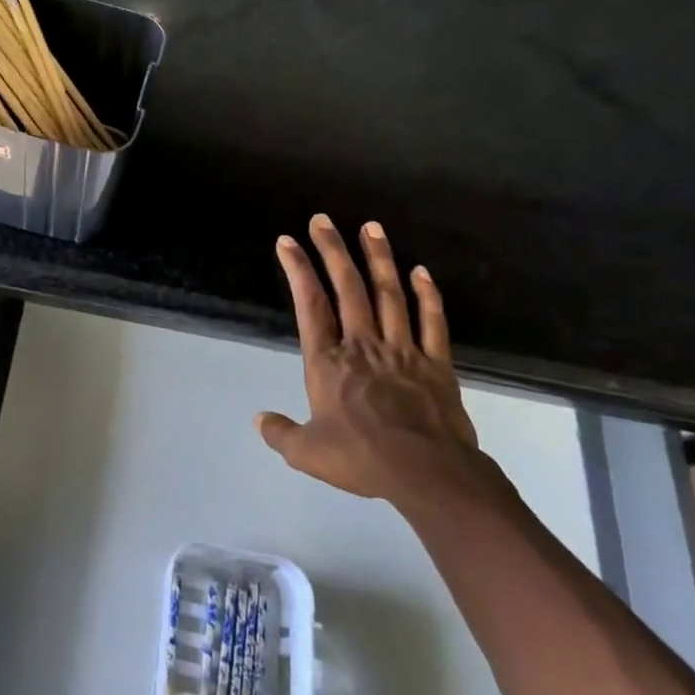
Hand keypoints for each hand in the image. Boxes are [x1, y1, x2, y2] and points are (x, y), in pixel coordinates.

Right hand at [258, 215, 484, 508]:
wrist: (429, 474)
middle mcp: (362, 345)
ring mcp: (403, 350)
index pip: (309, 305)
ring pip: (389, 295)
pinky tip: (421, 271)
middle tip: (323, 220)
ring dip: (379, 259)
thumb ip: (280, 433)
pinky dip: (427, 295)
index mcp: (328, 362)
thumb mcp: (307, 453)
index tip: (287, 242)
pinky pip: (432, 322)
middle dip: (333, 250)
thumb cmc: (362, 458)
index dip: (298, 270)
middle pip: (348, 288)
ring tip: (371, 227)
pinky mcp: (436, 364)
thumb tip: (258, 418)